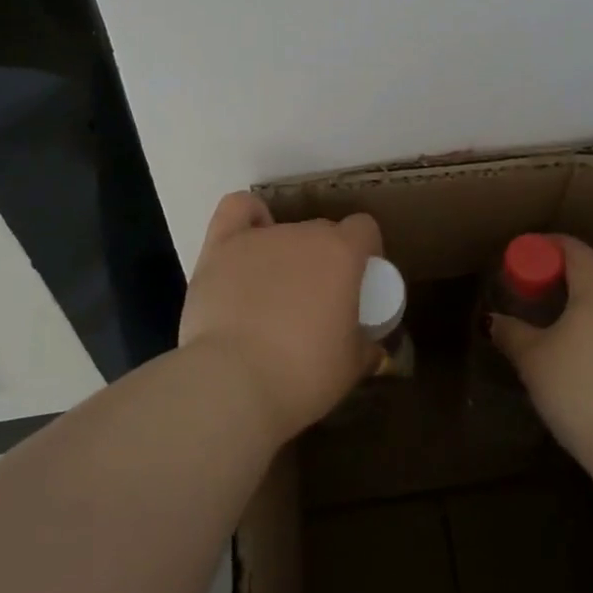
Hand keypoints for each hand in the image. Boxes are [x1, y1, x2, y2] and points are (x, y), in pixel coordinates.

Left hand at [178, 192, 382, 441]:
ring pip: (283, 231)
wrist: (233, 382)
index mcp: (342, 254)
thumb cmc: (302, 374)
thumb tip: (371, 348)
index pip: (364, 229)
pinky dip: (248, 219)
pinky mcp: (221, 247)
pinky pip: (238, 210)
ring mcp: (260, 237)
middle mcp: (303, 234)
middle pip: (322, 232)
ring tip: (273, 296)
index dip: (365, 252)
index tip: (359, 285)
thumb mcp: (350, 369)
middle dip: (324, 261)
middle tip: (315, 303)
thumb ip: (365, 349)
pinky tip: (248, 241)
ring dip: (286, 256)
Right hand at [490, 234, 592, 464]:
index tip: (517, 259)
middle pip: (590, 271)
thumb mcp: (534, 359)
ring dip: (577, 303)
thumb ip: (511, 333)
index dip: (542, 247)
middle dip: (557, 276)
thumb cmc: (581, 387)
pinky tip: (575, 350)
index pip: (571, 247)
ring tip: (548, 322)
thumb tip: (491, 321)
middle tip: (527, 292)